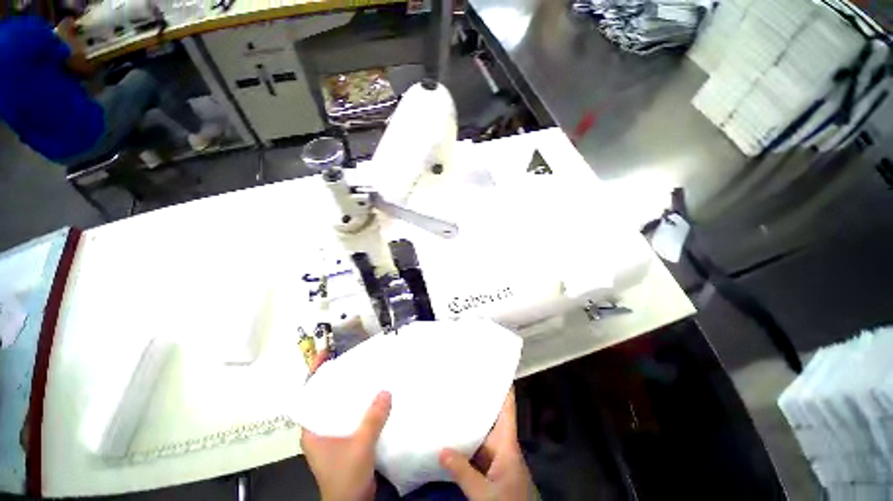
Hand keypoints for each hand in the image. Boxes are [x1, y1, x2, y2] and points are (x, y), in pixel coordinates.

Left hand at [300, 351, 391, 500]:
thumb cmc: (345, 476)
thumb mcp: (360, 445)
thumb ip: (373, 418)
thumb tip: (386, 391)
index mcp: (312, 430)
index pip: (310, 396)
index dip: (316, 375)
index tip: (326, 355)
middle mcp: (320, 429)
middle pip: (327, 399)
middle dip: (339, 380)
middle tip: (353, 361)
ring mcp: (333, 435)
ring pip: (342, 407)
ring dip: (353, 393)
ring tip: (367, 374)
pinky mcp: (346, 440)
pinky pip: (353, 417)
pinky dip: (362, 406)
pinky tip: (376, 397)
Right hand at [440, 387, 534, 499]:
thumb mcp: (485, 493)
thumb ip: (463, 472)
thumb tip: (441, 449)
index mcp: (507, 442)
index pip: (507, 407)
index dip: (503, 385)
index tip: (492, 366)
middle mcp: (501, 444)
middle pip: (491, 416)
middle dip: (477, 399)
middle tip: (460, 380)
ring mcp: (494, 457)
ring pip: (481, 433)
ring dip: (468, 421)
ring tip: (450, 401)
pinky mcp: (488, 469)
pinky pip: (475, 449)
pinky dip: (464, 441)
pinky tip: (450, 435)